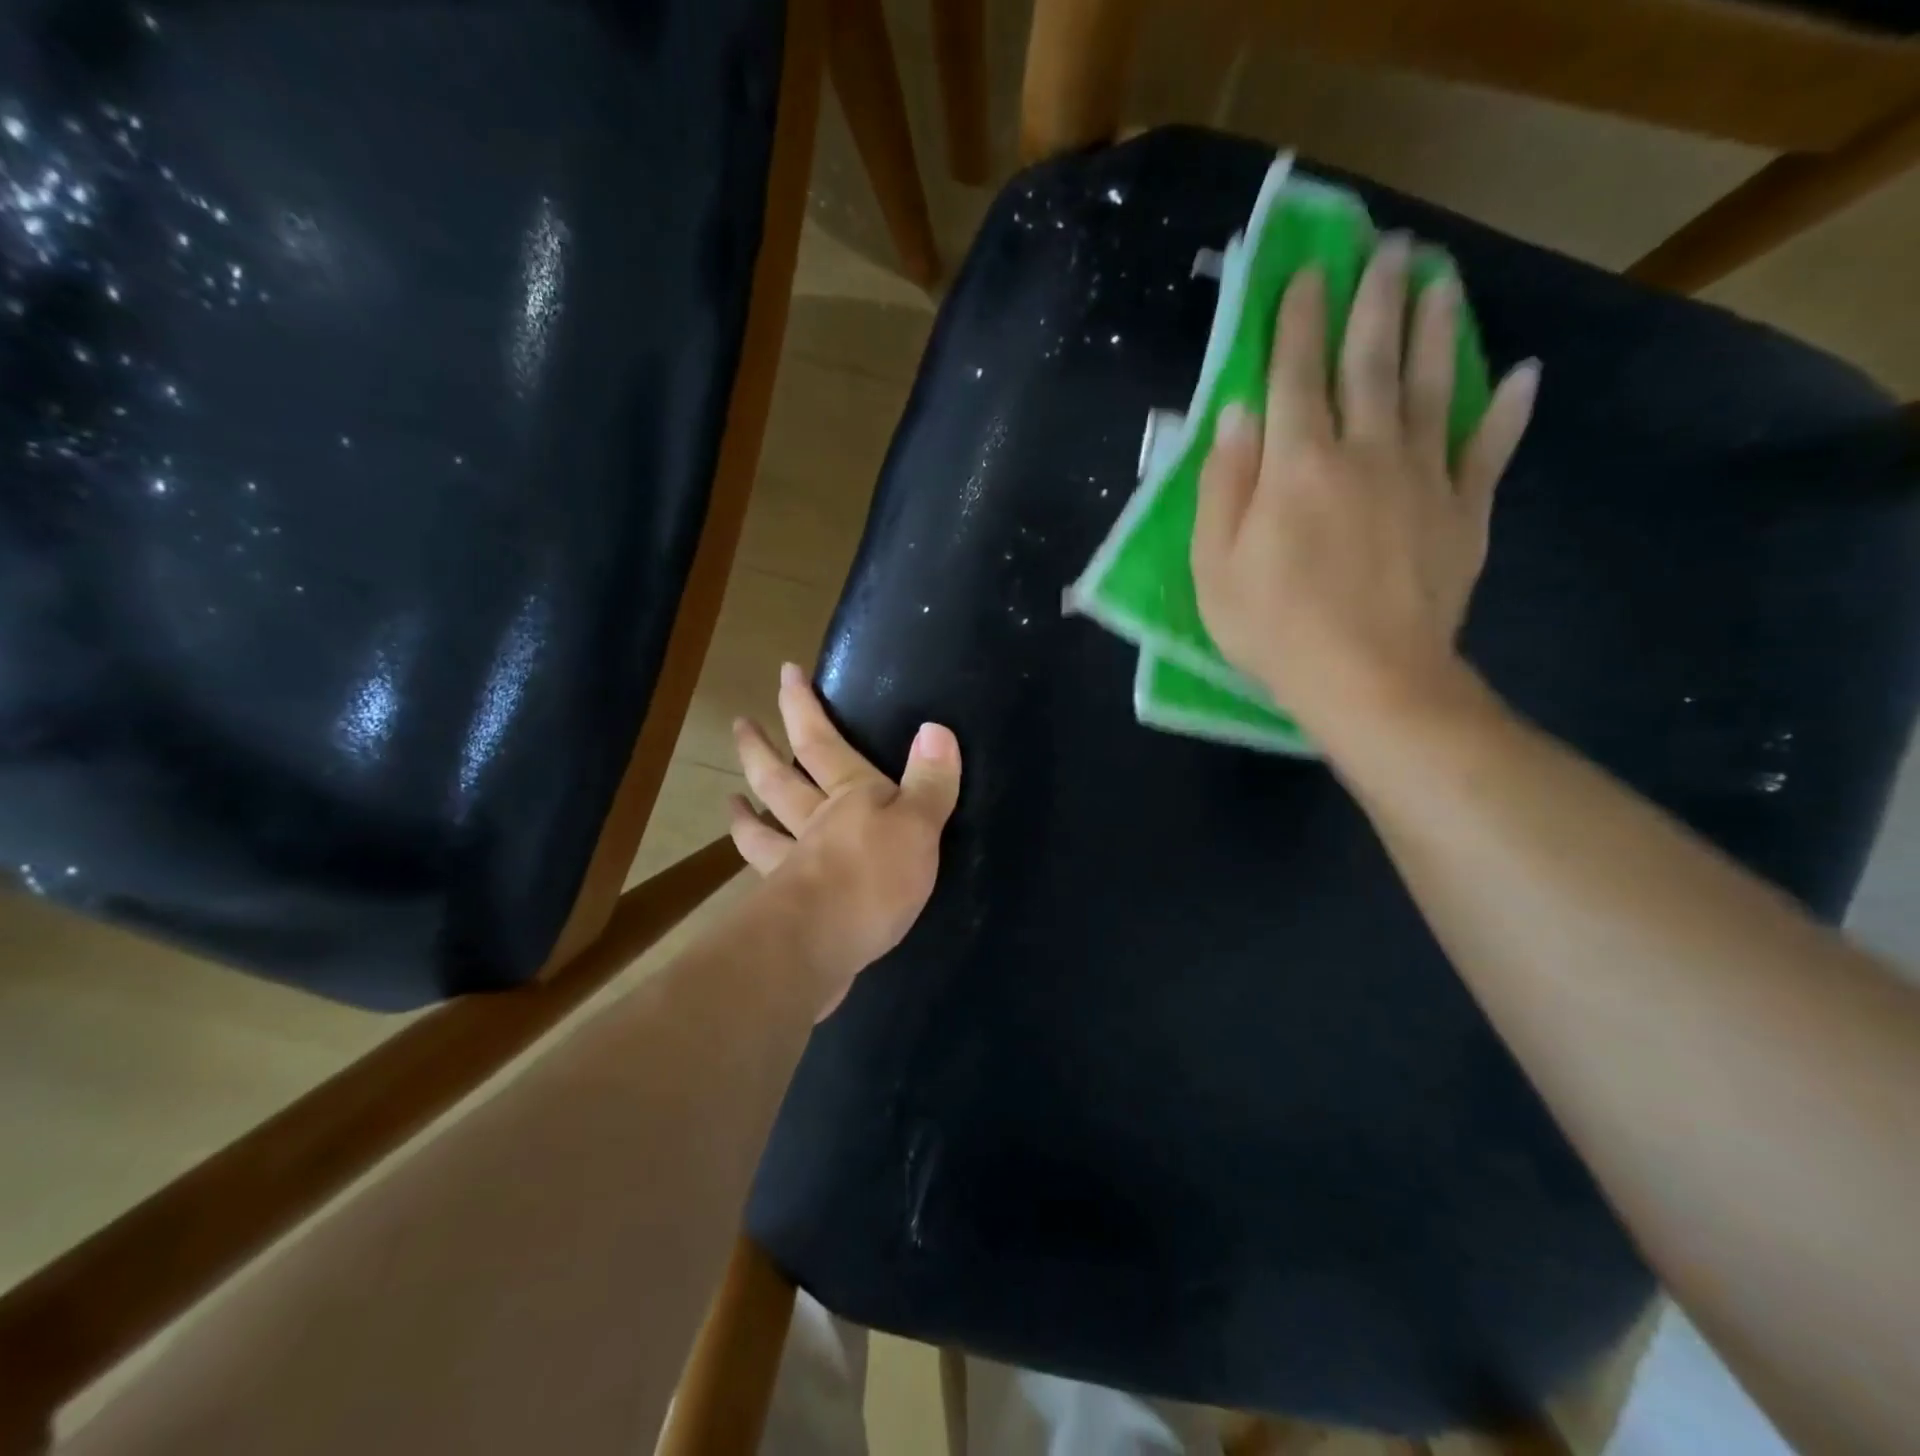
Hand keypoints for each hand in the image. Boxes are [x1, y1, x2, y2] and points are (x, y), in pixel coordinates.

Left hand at [729, 663, 961, 1015]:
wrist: (820, 946)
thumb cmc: (873, 878)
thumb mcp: (918, 825)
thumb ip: (929, 781)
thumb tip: (936, 728)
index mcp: (848, 795)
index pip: (821, 741)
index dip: (803, 706)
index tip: (785, 673)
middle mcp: (814, 822)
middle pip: (780, 779)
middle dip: (761, 748)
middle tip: (740, 724)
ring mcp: (793, 864)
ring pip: (764, 829)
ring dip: (746, 812)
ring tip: (730, 797)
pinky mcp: (787, 907)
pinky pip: (767, 878)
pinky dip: (758, 869)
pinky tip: (753, 875)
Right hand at [1191, 236, 1538, 742]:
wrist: (1370, 681)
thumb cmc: (1275, 629)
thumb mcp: (1215, 567)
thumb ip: (1223, 486)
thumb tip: (1237, 413)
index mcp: (1297, 465)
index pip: (1295, 374)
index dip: (1298, 320)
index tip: (1307, 272)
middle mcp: (1365, 451)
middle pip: (1371, 362)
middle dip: (1375, 301)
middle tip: (1388, 249)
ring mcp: (1424, 478)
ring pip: (1435, 386)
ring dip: (1437, 329)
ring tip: (1441, 281)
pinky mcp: (1465, 511)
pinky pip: (1490, 449)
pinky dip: (1508, 410)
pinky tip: (1523, 374)